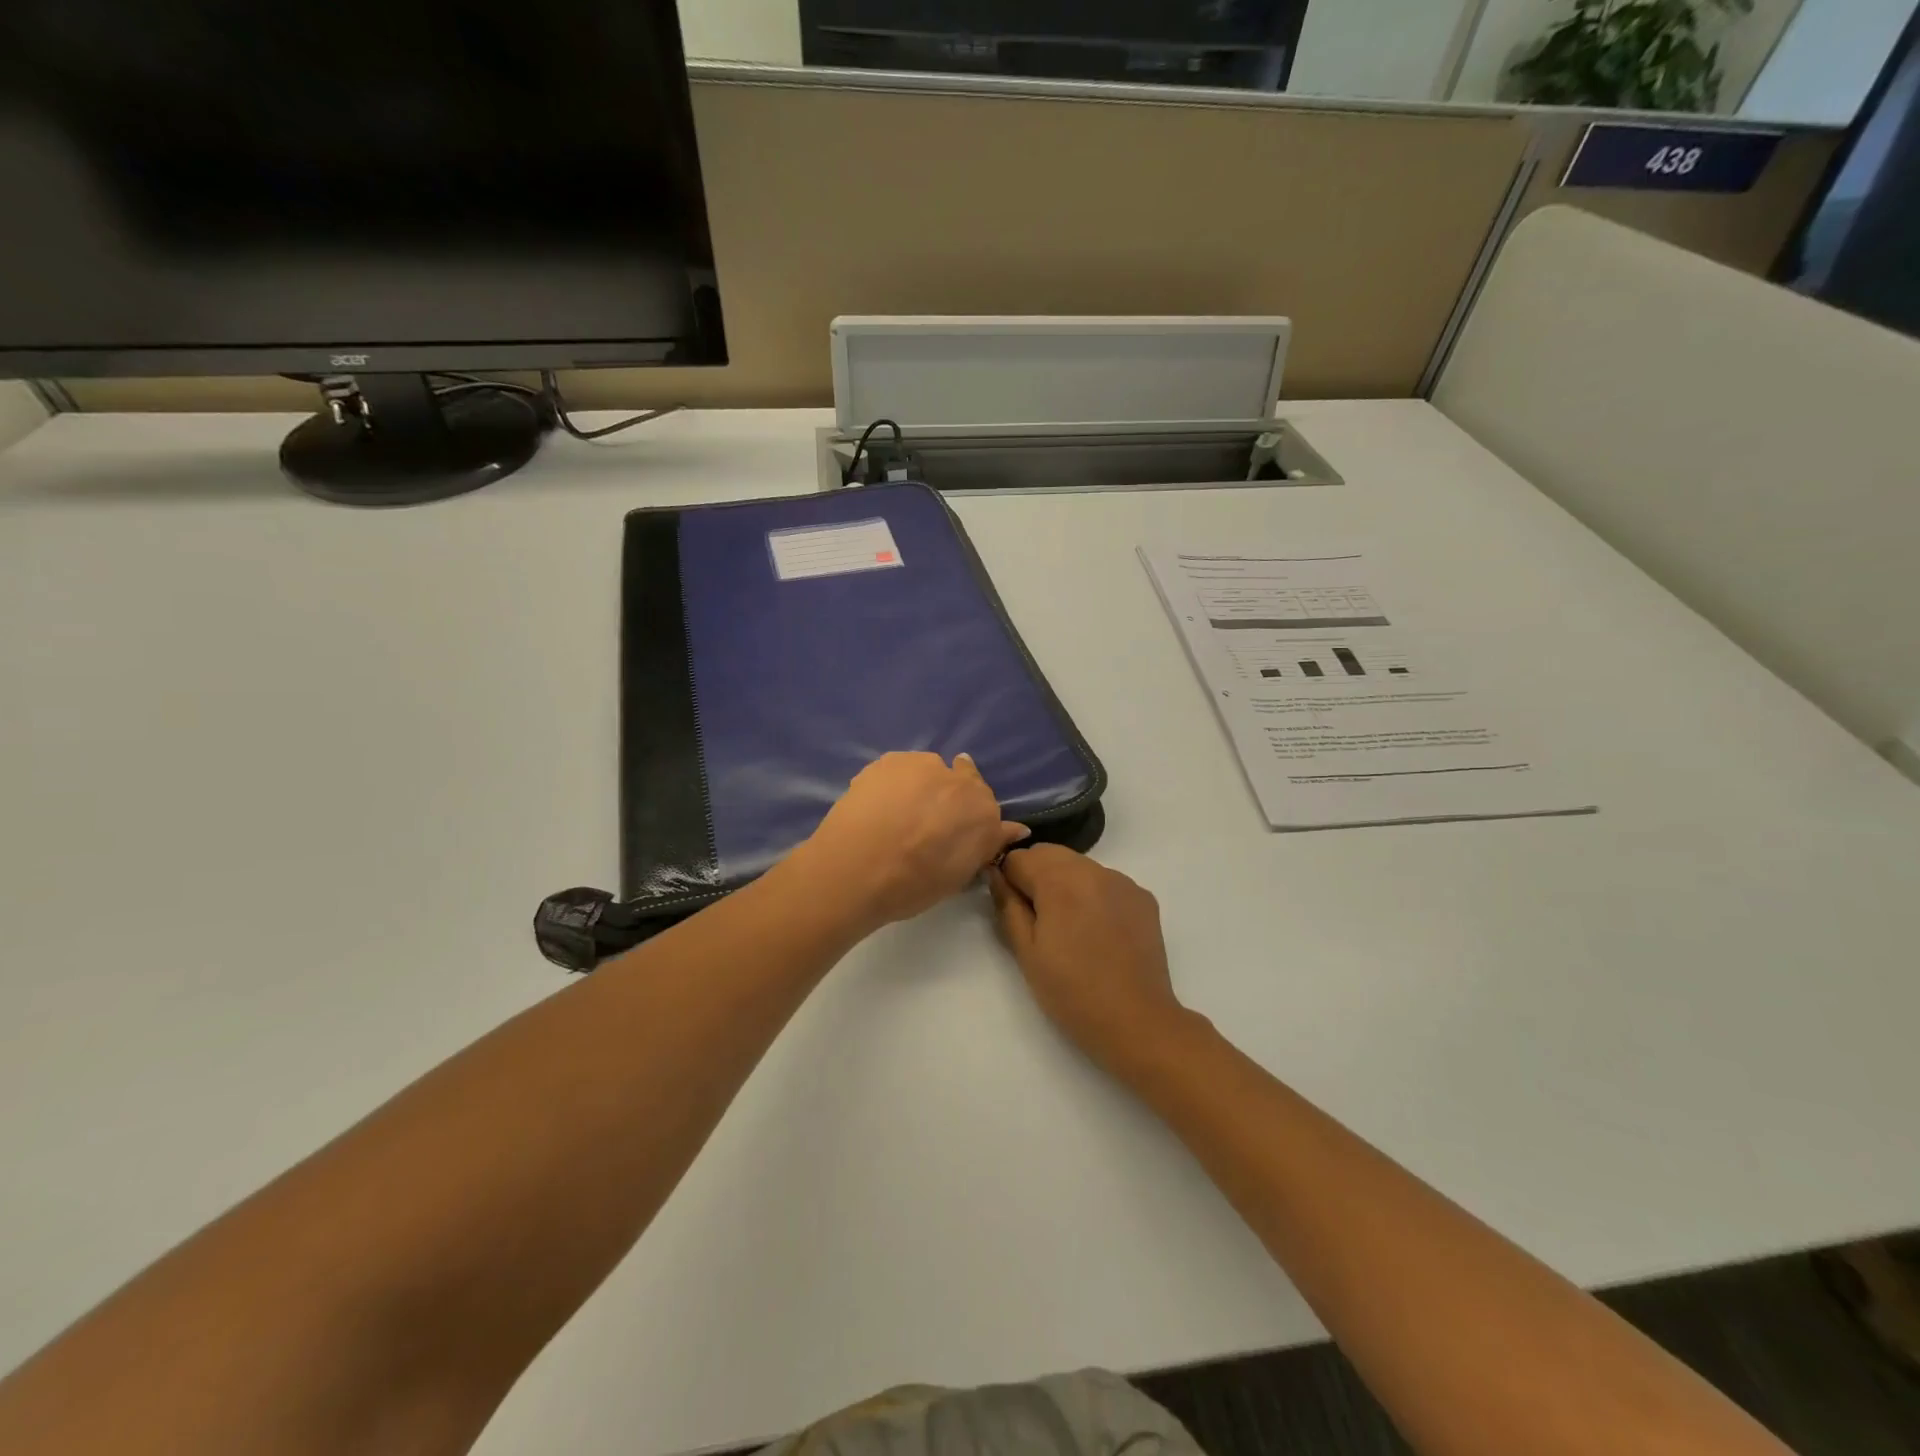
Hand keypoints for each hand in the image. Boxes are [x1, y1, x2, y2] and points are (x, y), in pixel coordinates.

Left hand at [795, 752, 1030, 932]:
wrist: (856, 868)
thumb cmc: (911, 885)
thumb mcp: (957, 877)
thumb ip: (985, 846)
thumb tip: (1015, 828)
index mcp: (983, 812)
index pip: (986, 805)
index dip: (967, 818)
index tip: (951, 832)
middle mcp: (960, 780)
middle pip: (962, 779)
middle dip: (947, 796)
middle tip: (924, 822)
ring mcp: (923, 765)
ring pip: (928, 771)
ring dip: (920, 786)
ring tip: (895, 815)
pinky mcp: (890, 760)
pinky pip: (899, 769)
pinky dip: (893, 783)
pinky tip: (877, 806)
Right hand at [988, 845, 1191, 1076]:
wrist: (1136, 1021)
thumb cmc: (1071, 991)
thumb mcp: (1026, 952)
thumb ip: (1007, 905)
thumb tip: (995, 874)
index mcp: (1060, 880)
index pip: (1019, 858)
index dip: (1008, 880)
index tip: (1012, 908)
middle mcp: (1093, 870)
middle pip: (1050, 854)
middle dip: (1036, 875)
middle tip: (1037, 919)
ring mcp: (1123, 882)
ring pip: (1079, 866)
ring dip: (1065, 882)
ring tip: (1069, 926)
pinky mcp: (1143, 897)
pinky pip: (1106, 882)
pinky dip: (1093, 894)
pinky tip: (1097, 930)